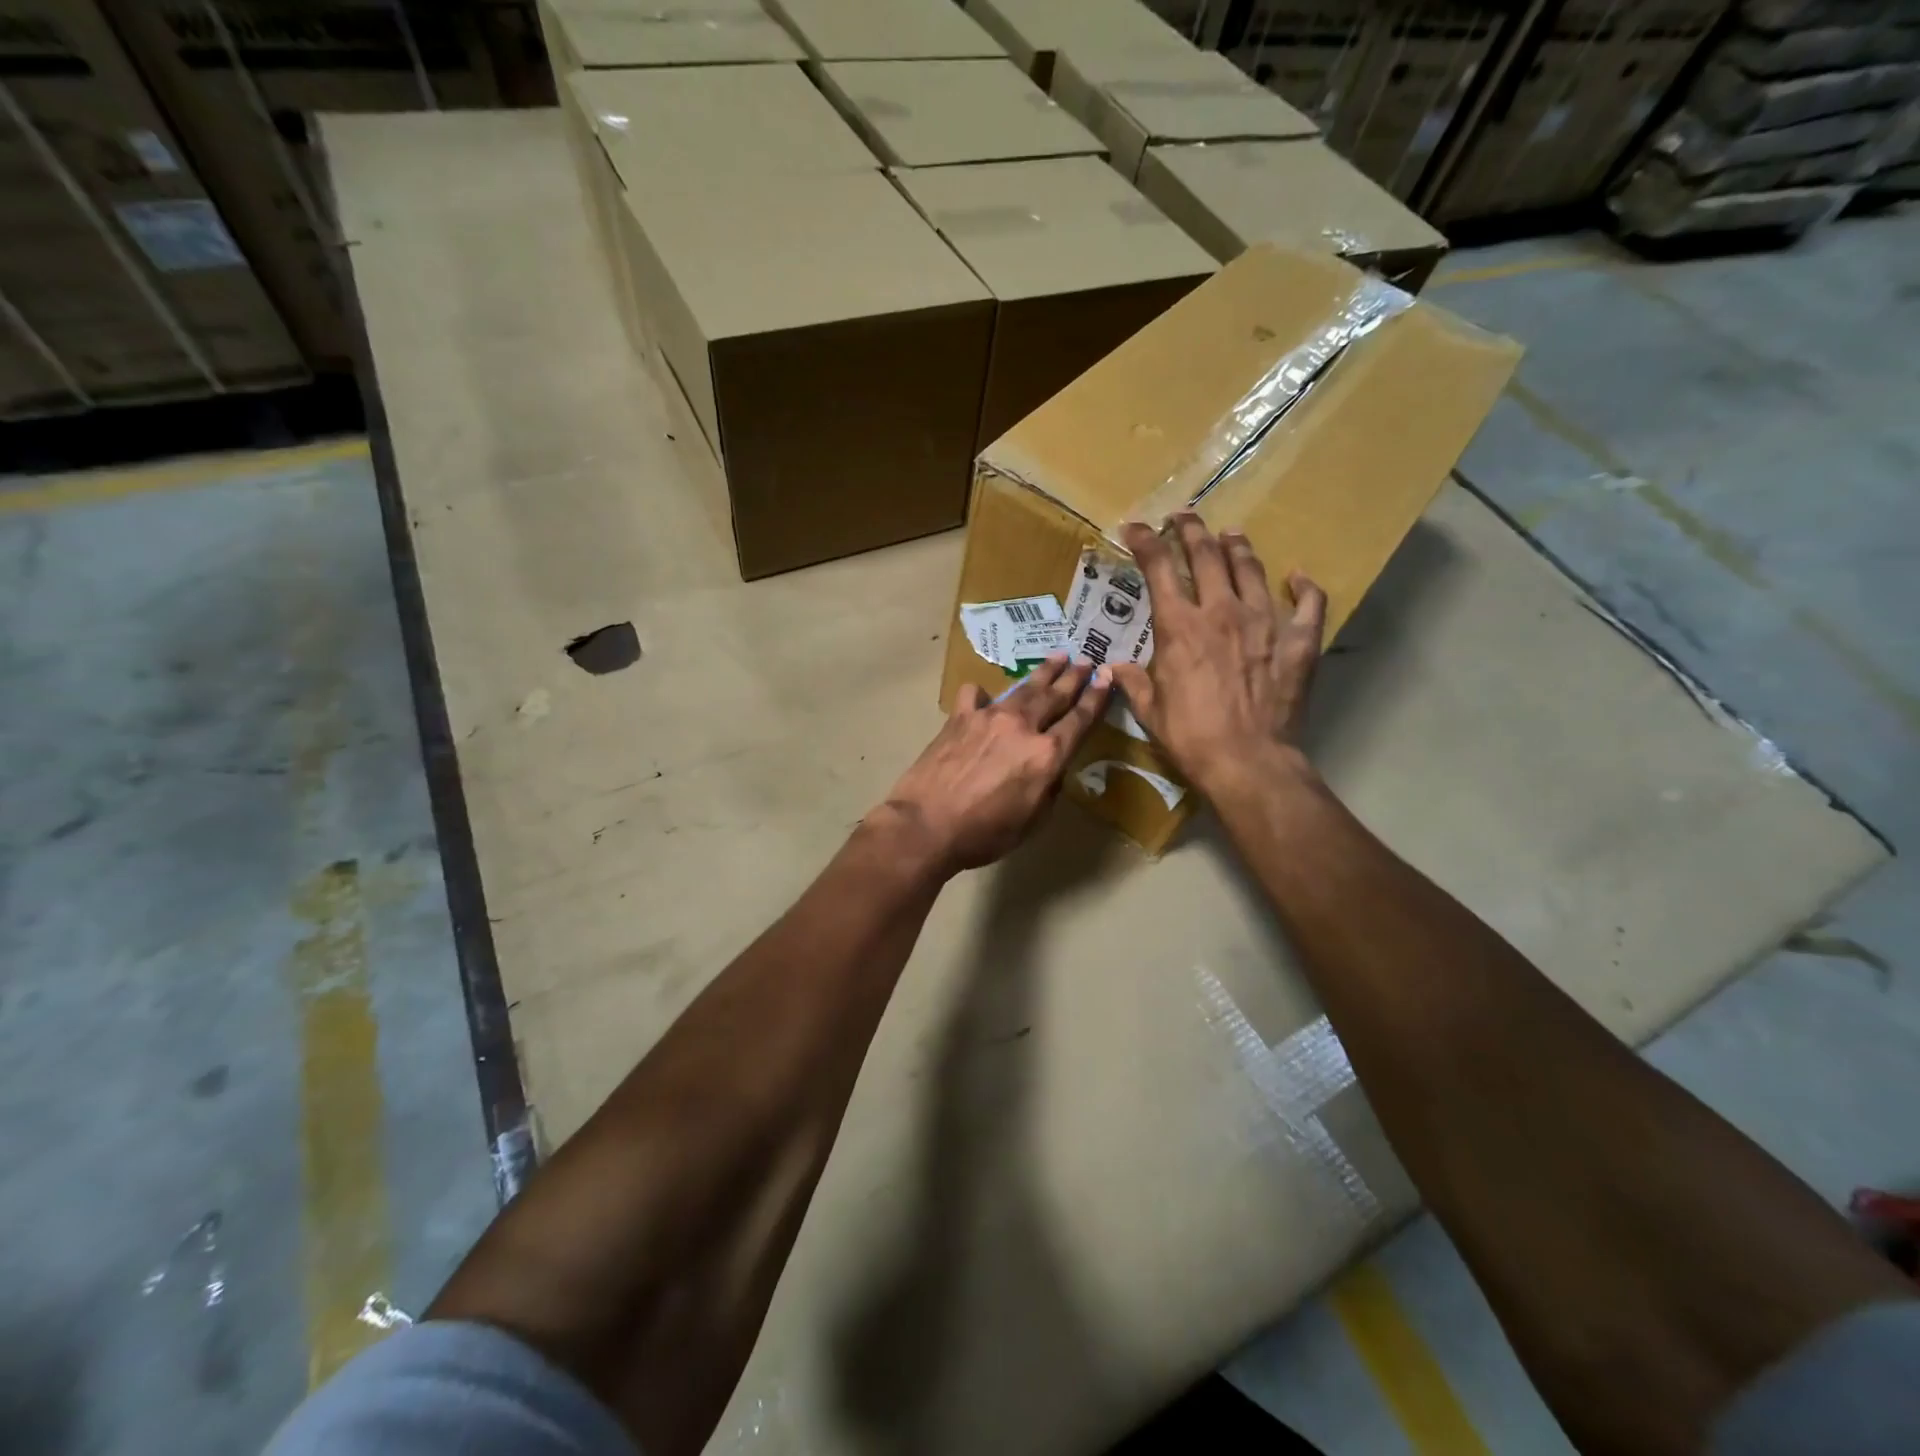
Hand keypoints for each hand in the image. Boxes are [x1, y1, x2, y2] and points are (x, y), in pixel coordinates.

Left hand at [878, 655, 1111, 873]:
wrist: (926, 825)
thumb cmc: (983, 834)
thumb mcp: (1031, 822)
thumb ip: (1048, 789)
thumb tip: (1051, 768)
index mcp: (1047, 755)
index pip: (1080, 720)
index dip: (1097, 698)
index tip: (1108, 678)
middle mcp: (1022, 727)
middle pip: (1055, 695)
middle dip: (1074, 677)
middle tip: (1087, 660)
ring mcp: (989, 717)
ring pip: (1023, 688)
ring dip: (1043, 673)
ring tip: (1057, 657)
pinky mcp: (959, 718)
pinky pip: (976, 696)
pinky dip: (984, 694)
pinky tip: (985, 696)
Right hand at [1110, 514, 1326, 796]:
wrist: (1248, 760)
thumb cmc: (1191, 737)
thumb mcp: (1150, 711)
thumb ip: (1133, 682)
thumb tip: (1115, 669)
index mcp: (1179, 627)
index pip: (1158, 568)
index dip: (1145, 542)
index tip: (1135, 527)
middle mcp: (1221, 611)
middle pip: (1206, 555)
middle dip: (1190, 530)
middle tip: (1183, 517)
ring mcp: (1264, 621)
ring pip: (1250, 568)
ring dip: (1236, 546)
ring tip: (1230, 534)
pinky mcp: (1299, 640)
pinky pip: (1308, 603)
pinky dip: (1303, 586)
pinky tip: (1297, 576)